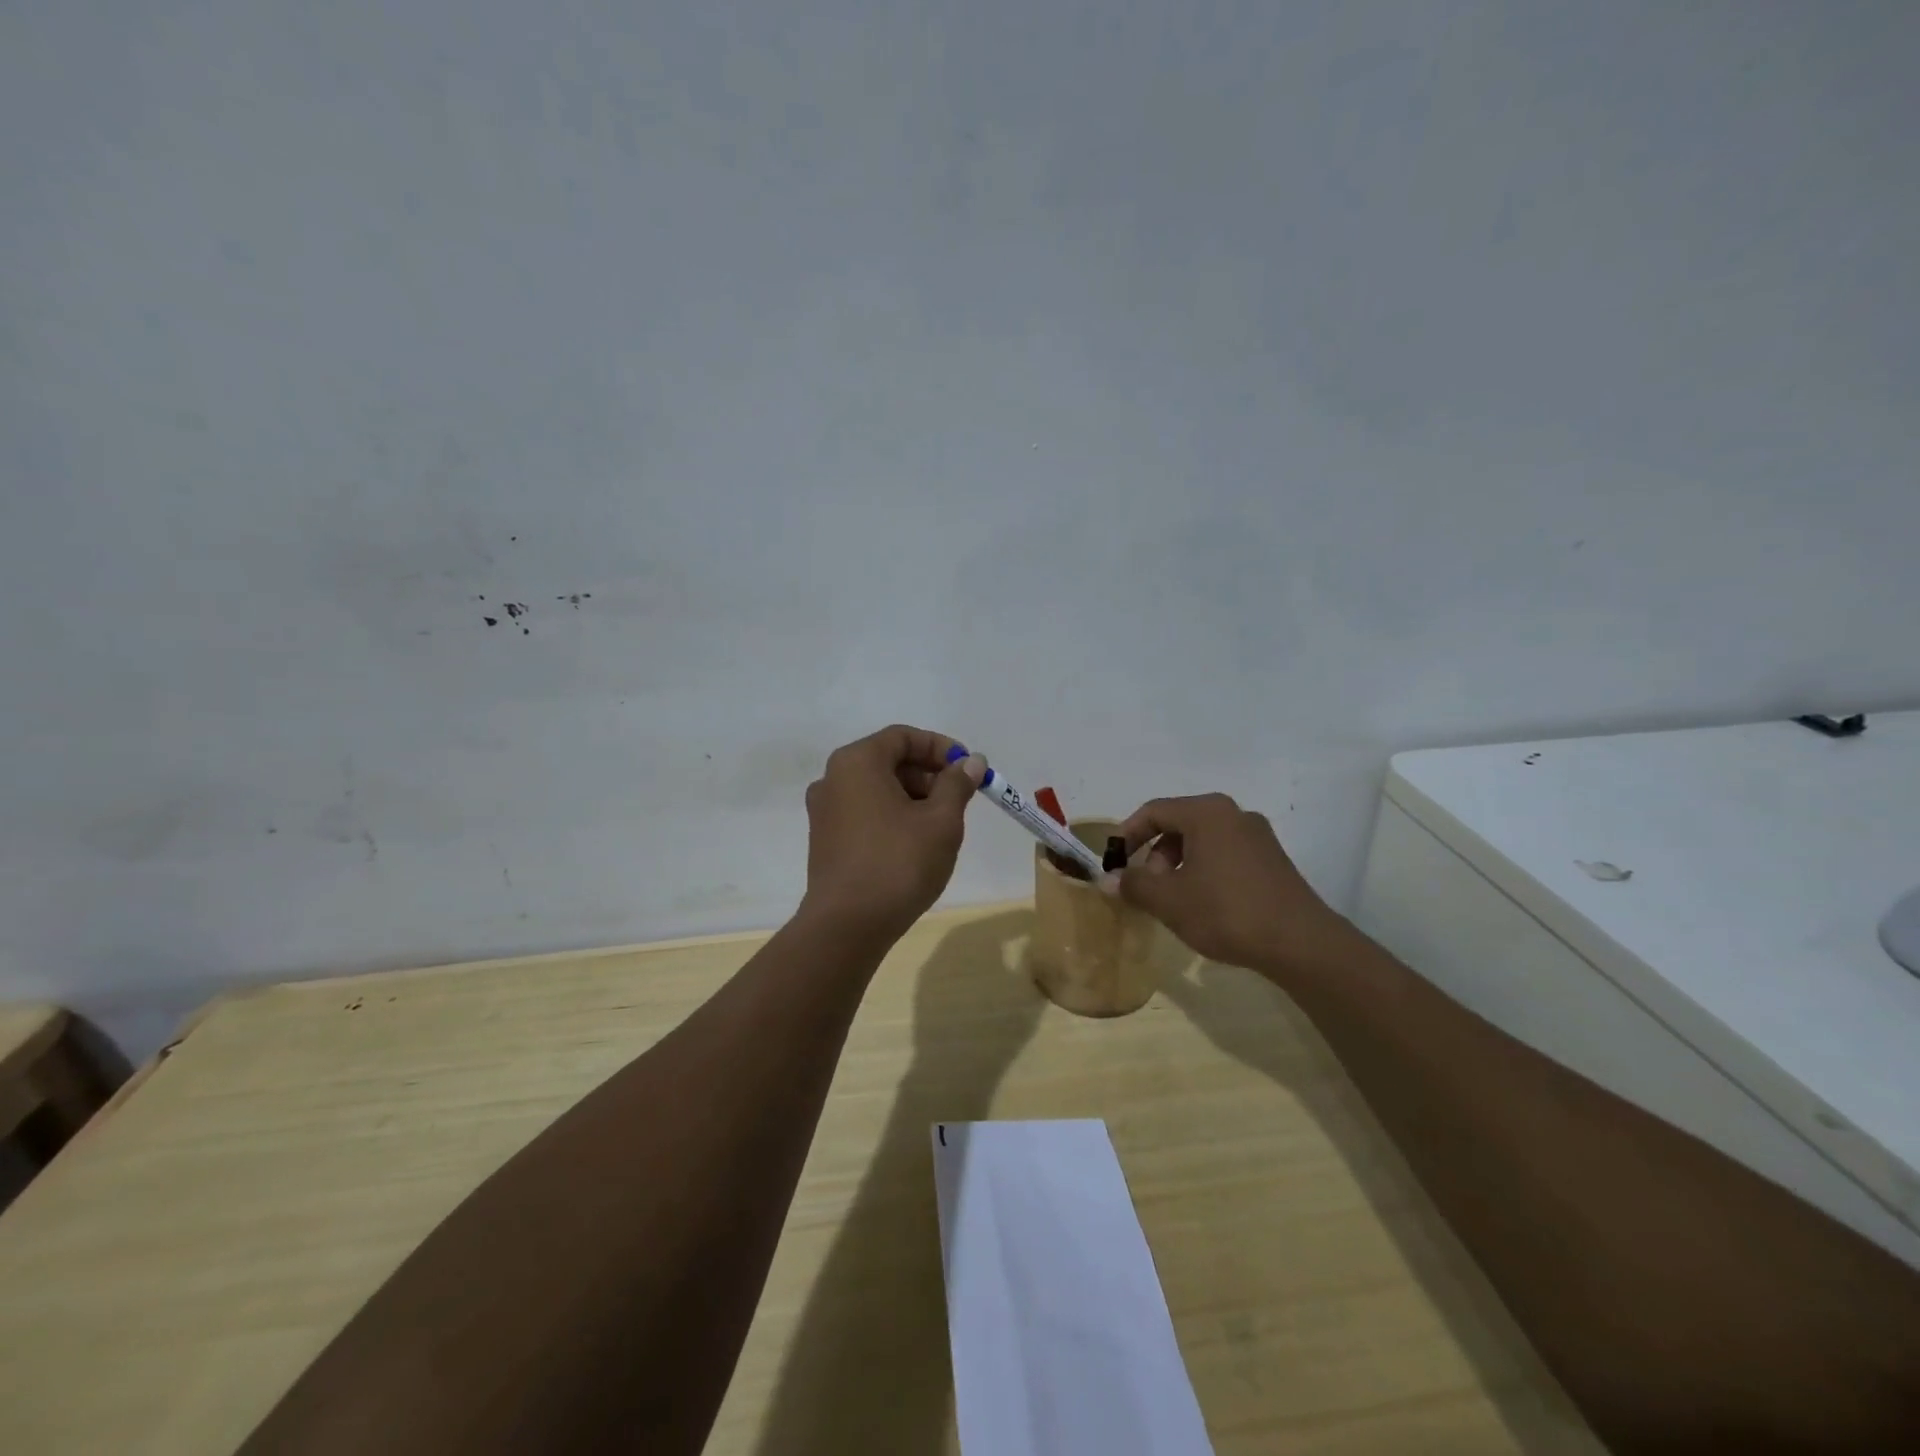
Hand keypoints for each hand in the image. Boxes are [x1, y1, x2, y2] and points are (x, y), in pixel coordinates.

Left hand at [799, 725, 986, 942]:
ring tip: (942, 826)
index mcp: (857, 762)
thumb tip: (972, 761)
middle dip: (928, 774)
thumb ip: (957, 784)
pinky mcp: (824, 840)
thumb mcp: (941, 820)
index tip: (969, 768)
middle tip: (960, 799)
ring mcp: (824, 811)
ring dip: (913, 797)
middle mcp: (833, 778)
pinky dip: (892, 816)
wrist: (847, 926)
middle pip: (888, 760)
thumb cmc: (898, 863)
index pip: (903, 737)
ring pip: (877, 789)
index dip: (940, 747)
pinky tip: (915, 844)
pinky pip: (864, 812)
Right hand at [1111, 793, 1349, 979]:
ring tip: (1174, 901)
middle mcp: (1233, 814)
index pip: (1153, 811)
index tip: (1114, 863)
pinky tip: (1205, 905)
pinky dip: (1204, 871)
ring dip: (1178, 865)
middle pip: (1179, 824)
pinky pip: (1225, 854)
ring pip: (1203, 841)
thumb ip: (1134, 885)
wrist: (1300, 943)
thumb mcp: (1169, 900)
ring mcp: (1257, 836)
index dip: (1127, 835)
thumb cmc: (1226, 911)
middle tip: (1147, 887)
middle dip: (1154, 854)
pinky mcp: (1272, 859)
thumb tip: (1107, 880)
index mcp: (1206, 812)